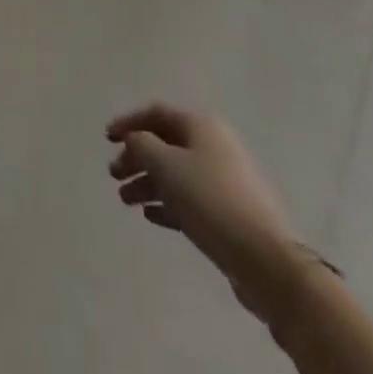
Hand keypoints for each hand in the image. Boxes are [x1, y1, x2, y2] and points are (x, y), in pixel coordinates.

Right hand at [107, 103, 301, 315]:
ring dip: (148, 183)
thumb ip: (142, 145)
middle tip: (115, 175)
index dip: (128, 122)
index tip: (106, 138)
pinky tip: (150, 216)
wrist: (266, 259)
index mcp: (201, 126)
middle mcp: (213, 145)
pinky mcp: (229, 212)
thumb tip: (135, 139)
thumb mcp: (167, 166)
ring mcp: (224, 179)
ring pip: (176, 174)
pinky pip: (190, 199)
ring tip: (126, 201)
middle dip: (137, 158)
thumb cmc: (211, 200)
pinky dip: (168, 203)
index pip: (156, 114)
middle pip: (165, 144)